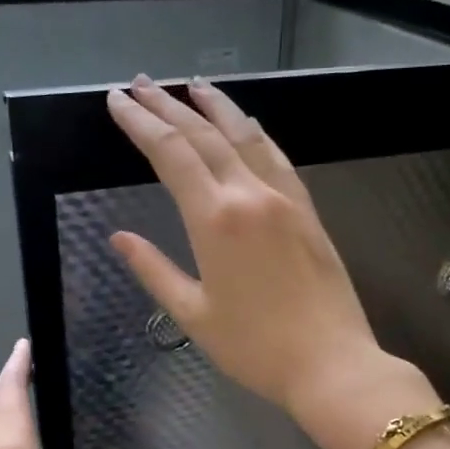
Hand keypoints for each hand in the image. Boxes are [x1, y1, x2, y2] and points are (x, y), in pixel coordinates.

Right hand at [106, 75, 436, 448]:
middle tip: (141, 84)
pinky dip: (255, 133)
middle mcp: (250, 195)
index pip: (170, 154)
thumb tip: (120, 239)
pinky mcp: (307, 210)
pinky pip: (277, 157)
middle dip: (168, 105)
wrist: (332, 364)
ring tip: (191, 85)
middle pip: (204, 135)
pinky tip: (246, 123)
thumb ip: (154, 270)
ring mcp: (284, 198)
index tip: (117, 101)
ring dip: (216, 106)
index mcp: (215, 220)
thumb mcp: (194, 315)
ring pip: (245, 136)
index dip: (140, 123)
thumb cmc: (255, 348)